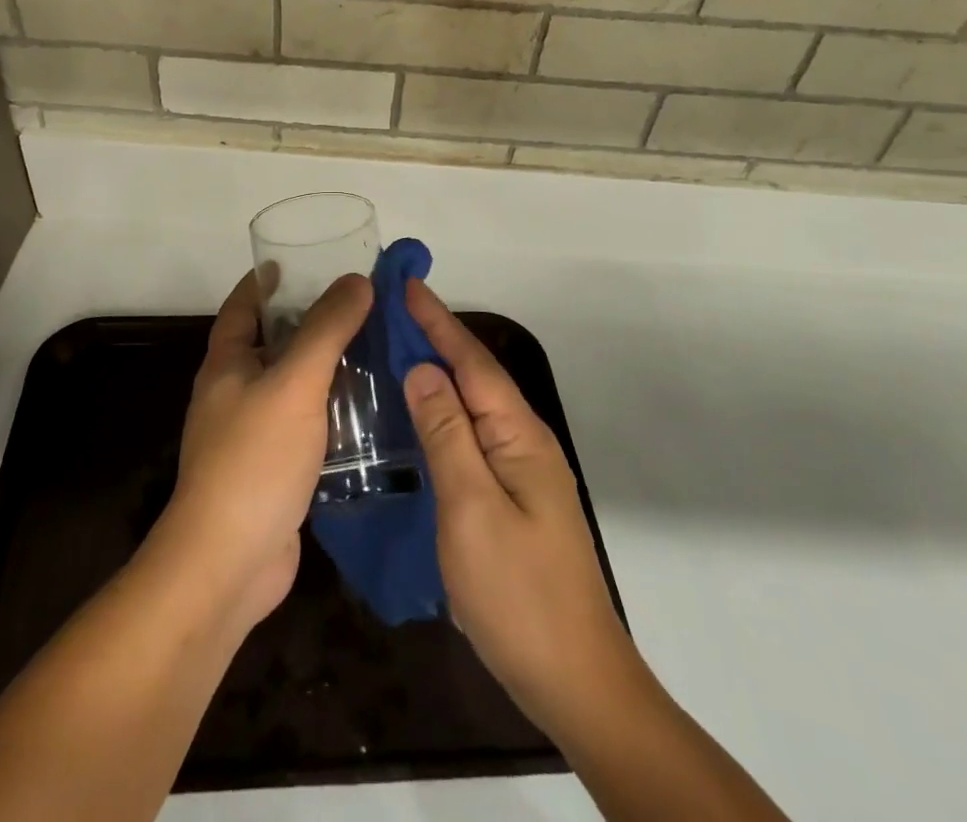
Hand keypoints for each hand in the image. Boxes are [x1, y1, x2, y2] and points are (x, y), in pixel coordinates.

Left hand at [157, 270, 372, 631]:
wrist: (228, 563)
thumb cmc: (254, 459)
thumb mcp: (294, 383)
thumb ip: (326, 329)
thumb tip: (356, 280)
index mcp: (227, 363)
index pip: (243, 306)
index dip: (266, 281)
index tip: (299, 261)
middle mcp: (234, 392)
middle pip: (272, 342)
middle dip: (309, 321)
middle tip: (357, 304)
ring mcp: (252, 433)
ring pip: (292, 384)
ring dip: (325, 366)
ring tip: (373, 347)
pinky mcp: (273, 468)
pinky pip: (304, 423)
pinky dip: (330, 409)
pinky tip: (367, 408)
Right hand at [402, 280, 650, 739]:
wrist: (574, 681)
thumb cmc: (517, 592)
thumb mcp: (471, 507)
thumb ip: (447, 434)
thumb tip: (423, 370)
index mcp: (518, 435)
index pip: (471, 361)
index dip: (437, 322)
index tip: (406, 285)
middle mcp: (523, 443)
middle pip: (475, 376)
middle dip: (437, 339)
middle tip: (393, 312)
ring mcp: (520, 473)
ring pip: (473, 407)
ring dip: (439, 374)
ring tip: (398, 351)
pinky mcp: (511, 500)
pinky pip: (472, 438)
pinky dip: (443, 414)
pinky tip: (421, 418)